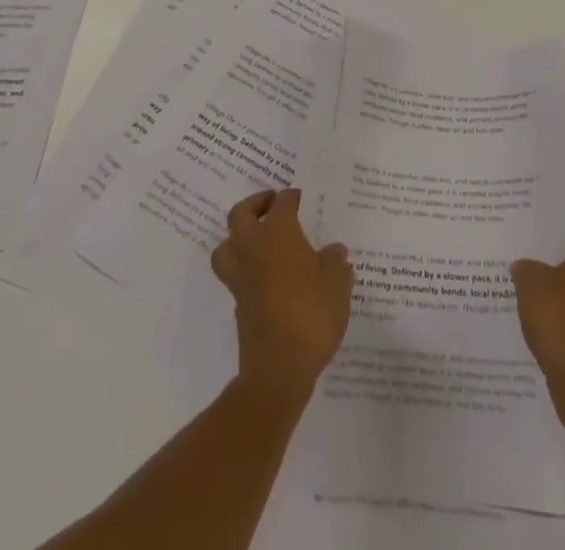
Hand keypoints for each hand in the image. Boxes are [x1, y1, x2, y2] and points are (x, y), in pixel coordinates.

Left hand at [211, 188, 353, 400]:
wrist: (279, 368)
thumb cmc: (312, 315)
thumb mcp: (338, 284)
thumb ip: (335, 262)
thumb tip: (333, 251)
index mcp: (279, 233)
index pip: (282, 203)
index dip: (292, 197)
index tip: (301, 197)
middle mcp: (254, 248)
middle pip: (240, 214)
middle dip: (255, 204)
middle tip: (271, 204)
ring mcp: (241, 277)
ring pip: (226, 245)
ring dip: (238, 236)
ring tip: (258, 238)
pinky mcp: (237, 303)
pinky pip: (234, 273)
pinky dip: (245, 266)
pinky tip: (266, 275)